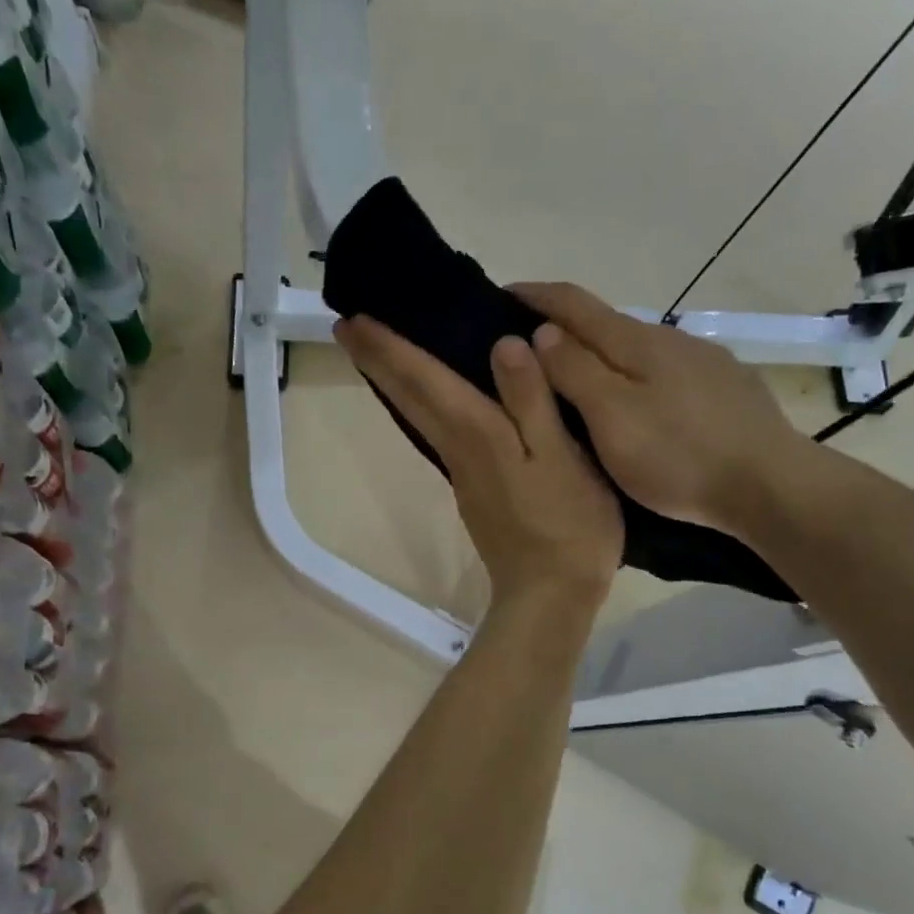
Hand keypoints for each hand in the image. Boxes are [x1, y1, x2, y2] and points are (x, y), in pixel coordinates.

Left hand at [335, 315, 622, 615]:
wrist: (550, 594)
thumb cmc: (568, 526)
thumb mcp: (561, 458)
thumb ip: (532, 401)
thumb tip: (502, 345)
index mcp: (479, 434)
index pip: (424, 379)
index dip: (388, 347)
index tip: (352, 319)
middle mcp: (459, 449)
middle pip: (409, 397)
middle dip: (377, 361)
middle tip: (346, 327)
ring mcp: (464, 473)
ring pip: (418, 416)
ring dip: (393, 383)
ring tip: (377, 353)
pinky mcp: (474, 491)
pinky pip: (437, 433)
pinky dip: (420, 406)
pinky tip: (428, 400)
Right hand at [512, 282, 813, 537]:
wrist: (769, 484)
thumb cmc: (679, 456)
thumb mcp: (612, 417)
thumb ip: (575, 371)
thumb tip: (543, 332)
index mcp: (635, 342)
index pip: (573, 302)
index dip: (533, 295)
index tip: (499, 295)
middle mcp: (668, 338)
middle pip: (605, 323)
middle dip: (562, 327)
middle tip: (526, 350)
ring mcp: (700, 362)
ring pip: (635, 350)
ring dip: (599, 355)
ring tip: (574, 382)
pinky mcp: (722, 387)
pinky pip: (662, 372)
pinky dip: (633, 377)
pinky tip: (635, 403)